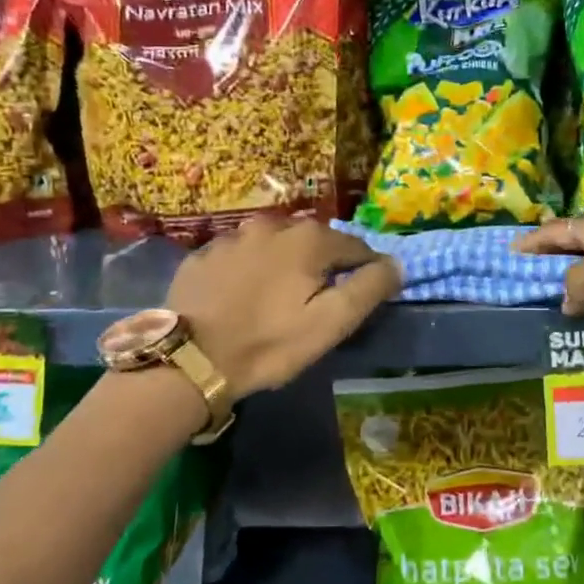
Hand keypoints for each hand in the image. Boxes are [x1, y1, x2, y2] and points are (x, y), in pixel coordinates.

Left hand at [167, 217, 401, 398]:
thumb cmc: (269, 343)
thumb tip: (394, 264)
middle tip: (316, 302)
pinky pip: (242, 255)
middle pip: (315, 242)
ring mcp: (234, 236)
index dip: (364, 272)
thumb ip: (369, 288)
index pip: (356, 247)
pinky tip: (242, 296)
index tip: (358, 299)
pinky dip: (250, 269)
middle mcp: (273, 225)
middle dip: (323, 266)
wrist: (189, 358)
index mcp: (309, 239)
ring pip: (276, 244)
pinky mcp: (204, 253)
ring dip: (285, 263)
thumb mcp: (331, 323)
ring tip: (278, 297)